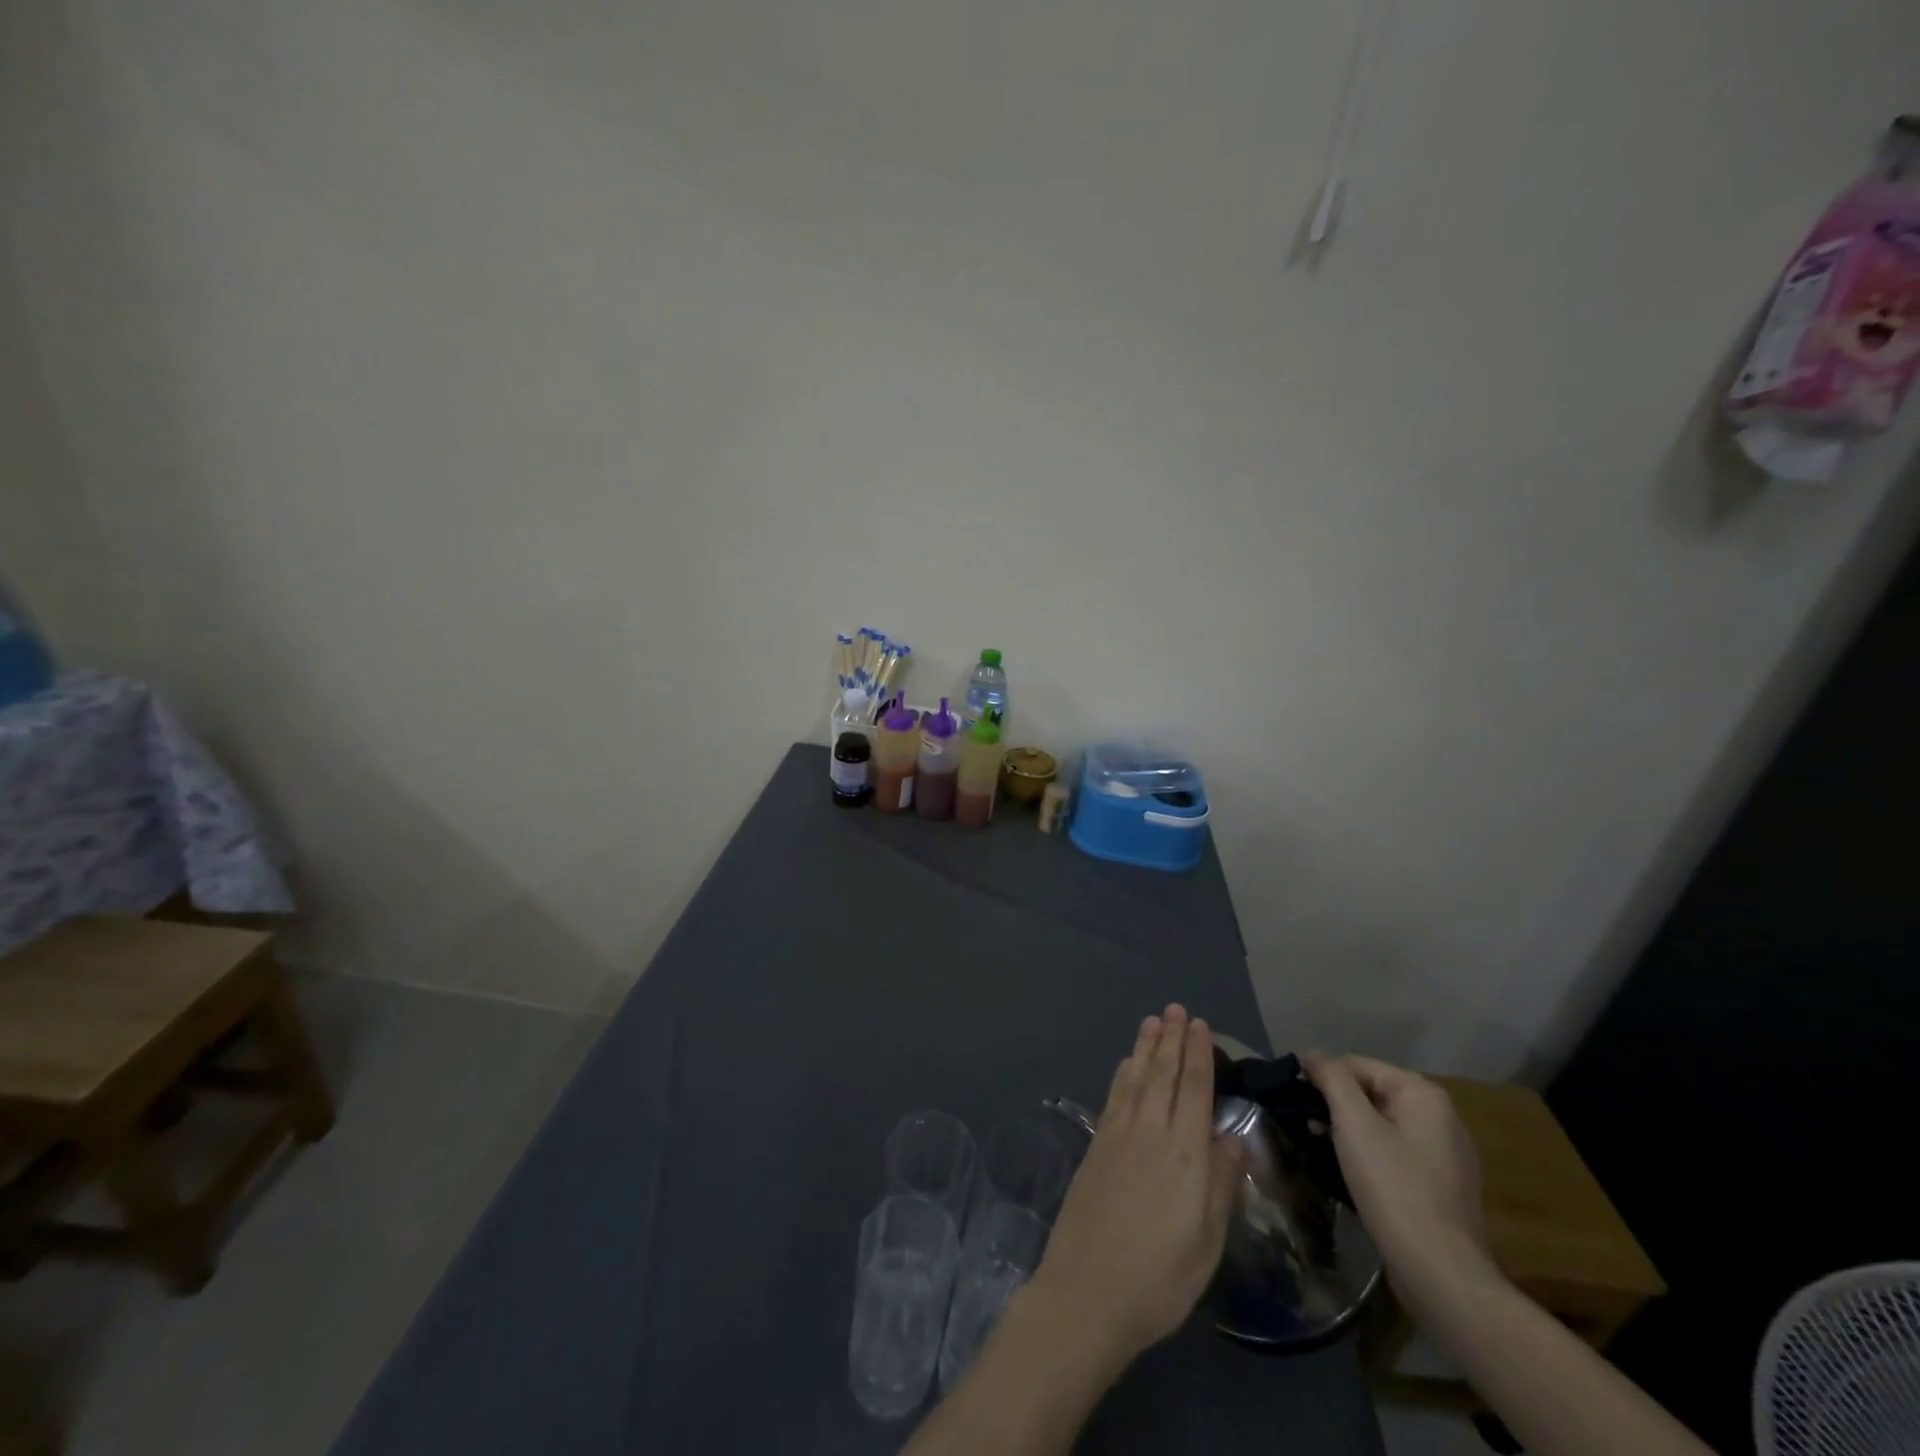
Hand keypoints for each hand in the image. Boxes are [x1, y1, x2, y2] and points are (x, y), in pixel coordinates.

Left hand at [1029, 1005, 1242, 1368]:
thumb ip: (1221, 1182)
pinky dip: (1124, 1073)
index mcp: (1185, 1153)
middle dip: (1172, 1038)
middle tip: (1176, 1008)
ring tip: (1153, 1021)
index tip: (1200, 1025)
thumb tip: (1231, 1135)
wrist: (1087, 1290)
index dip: (1198, 1054)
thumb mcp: (1207, 1240)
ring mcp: (1118, 1134)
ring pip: (1136, 1077)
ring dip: (1146, 1047)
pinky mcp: (1096, 1145)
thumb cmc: (1160, 1277)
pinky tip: (1127, 1064)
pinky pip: (1114, 1095)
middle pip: (1163, 1073)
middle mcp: (1151, 1131)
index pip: (1194, 1088)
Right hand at [1300, 1052, 1495, 1314]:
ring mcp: (1446, 1154)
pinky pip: (1396, 1152)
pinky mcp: (1442, 1186)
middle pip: (1371, 1092)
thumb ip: (1331, 1078)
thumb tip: (1311, 1054)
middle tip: (1304, 1124)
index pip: (1357, 1064)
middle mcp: (1441, 1117)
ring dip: (1348, 1129)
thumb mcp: (1354, 1124)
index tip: (1293, 1098)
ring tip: (1319, 1146)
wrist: (1441, 1275)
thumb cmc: (1394, 1188)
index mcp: (1424, 1095)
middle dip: (1335, 1104)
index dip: (1321, 1076)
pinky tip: (1350, 1171)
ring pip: (1382, 1123)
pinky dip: (1369, 1153)